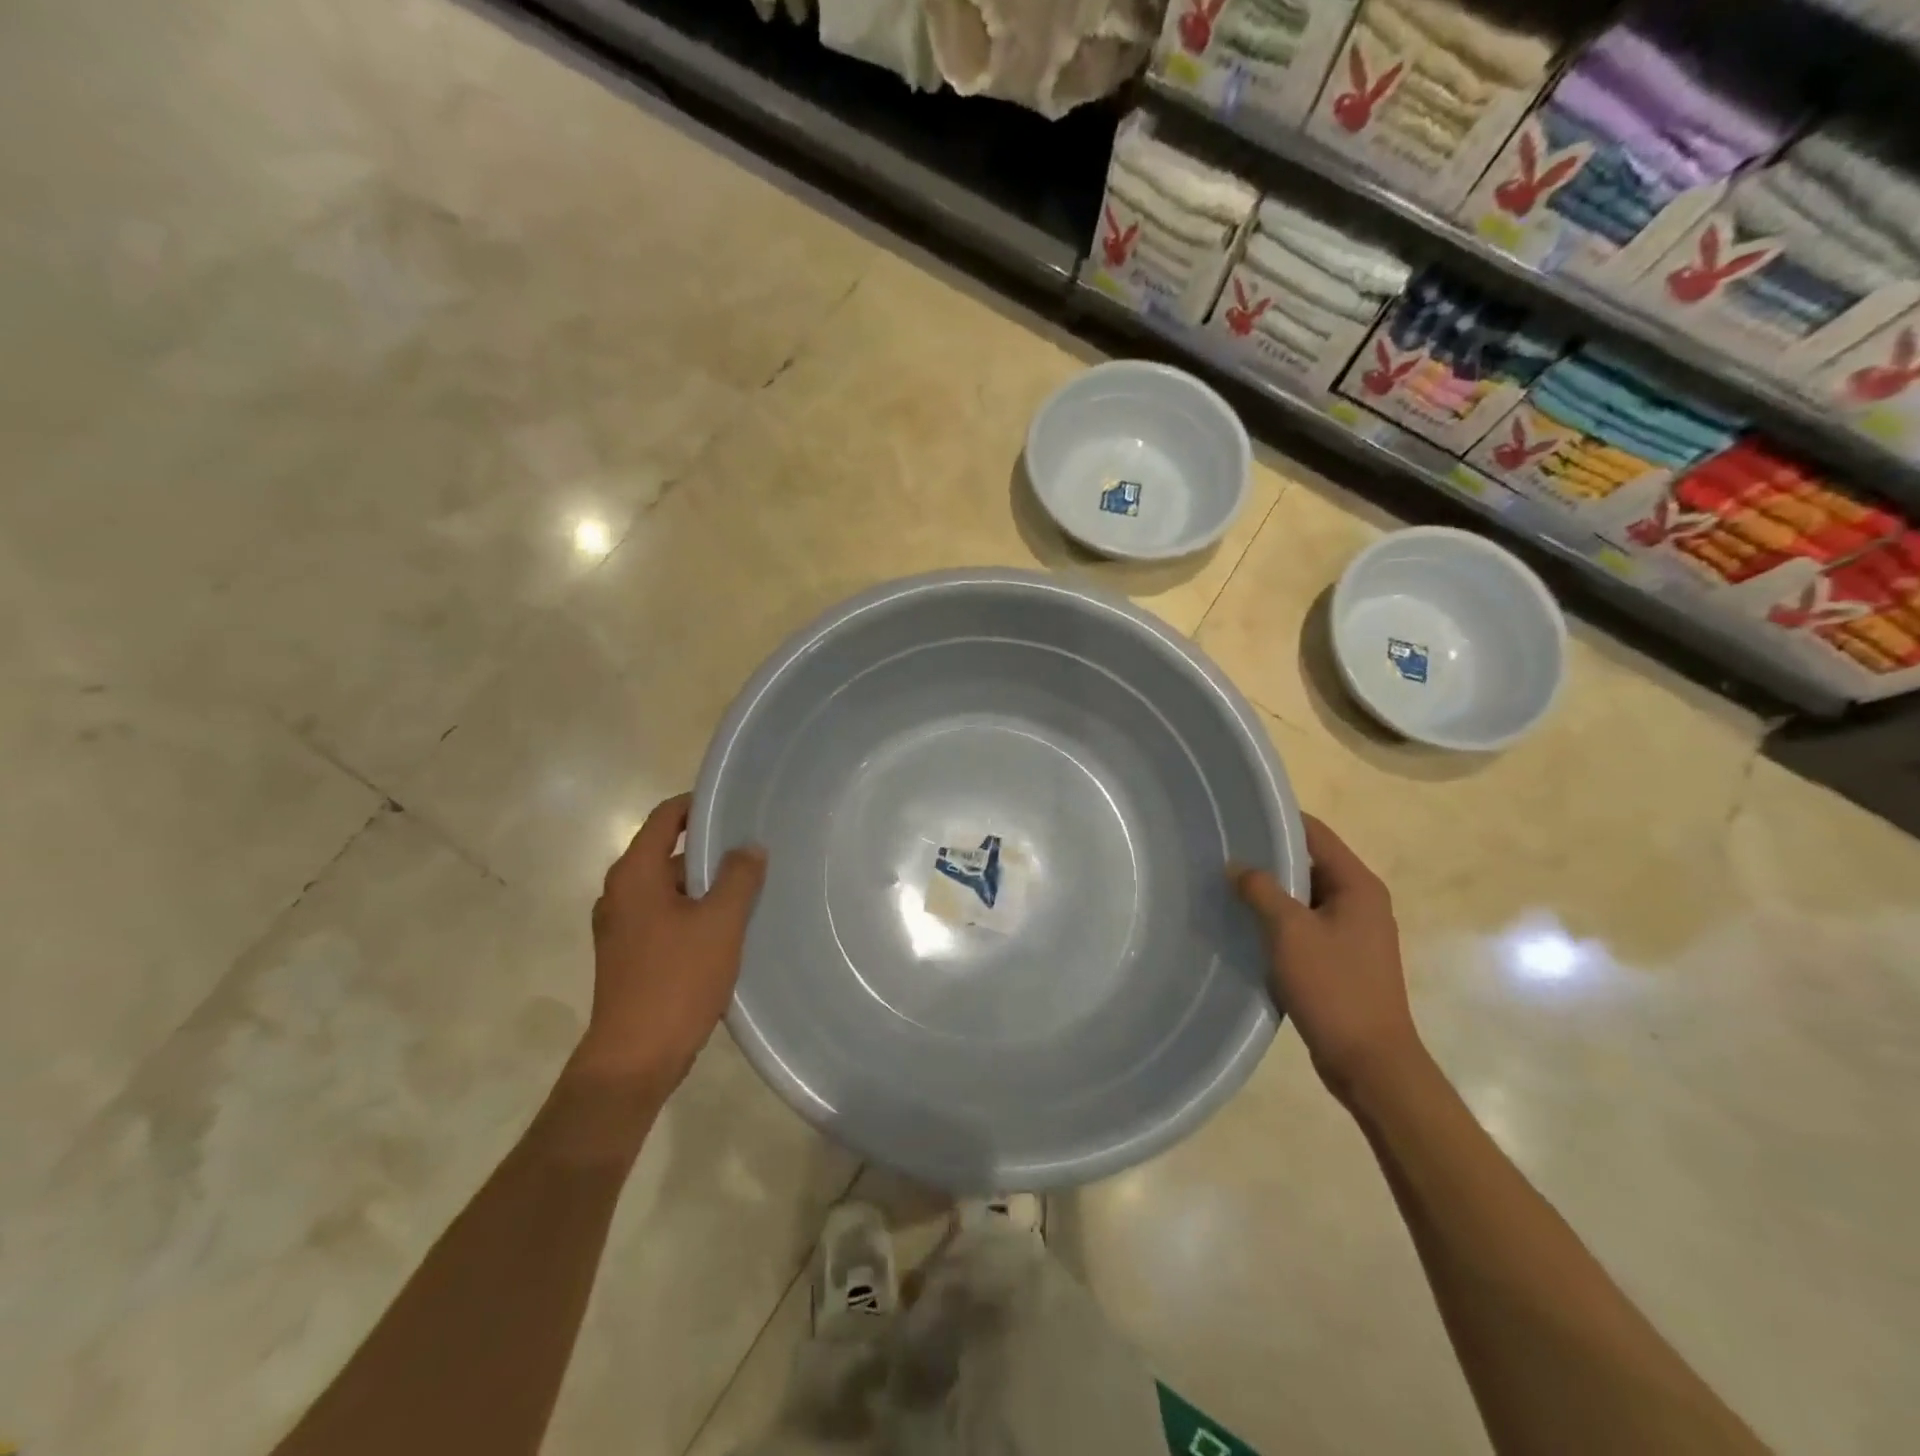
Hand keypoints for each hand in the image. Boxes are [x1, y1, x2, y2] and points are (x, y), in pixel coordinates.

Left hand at [573, 793, 766, 1099]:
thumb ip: (738, 877)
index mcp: (635, 875)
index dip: (698, 806)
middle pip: (667, 852)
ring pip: (669, 888)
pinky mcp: (629, 955)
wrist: (635, 1059)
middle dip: (710, 849)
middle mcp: (620, 893)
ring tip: (750, 888)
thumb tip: (749, 847)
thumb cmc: (677, 980)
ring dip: (705, 885)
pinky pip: (665, 916)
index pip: (665, 818)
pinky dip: (694, 912)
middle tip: (754, 851)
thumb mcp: (720, 922)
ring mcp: (621, 926)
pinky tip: (728, 928)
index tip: (736, 806)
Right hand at [1234, 815, 1424, 1109]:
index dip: (1278, 821)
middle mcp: (1360, 902)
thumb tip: (1237, 866)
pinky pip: (1304, 925)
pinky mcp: (1341, 959)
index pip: (1315, 834)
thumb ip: (1261, 890)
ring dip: (1270, 892)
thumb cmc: (1334, 987)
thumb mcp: (1290, 932)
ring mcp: (1353, 932)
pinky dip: (1278, 921)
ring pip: (1304, 897)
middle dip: (1268, 858)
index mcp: (1358, 886)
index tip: (1237, 816)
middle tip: (1222, 852)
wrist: (1369, 1061)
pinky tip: (1245, 925)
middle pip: (1309, 864)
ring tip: (1226, 885)